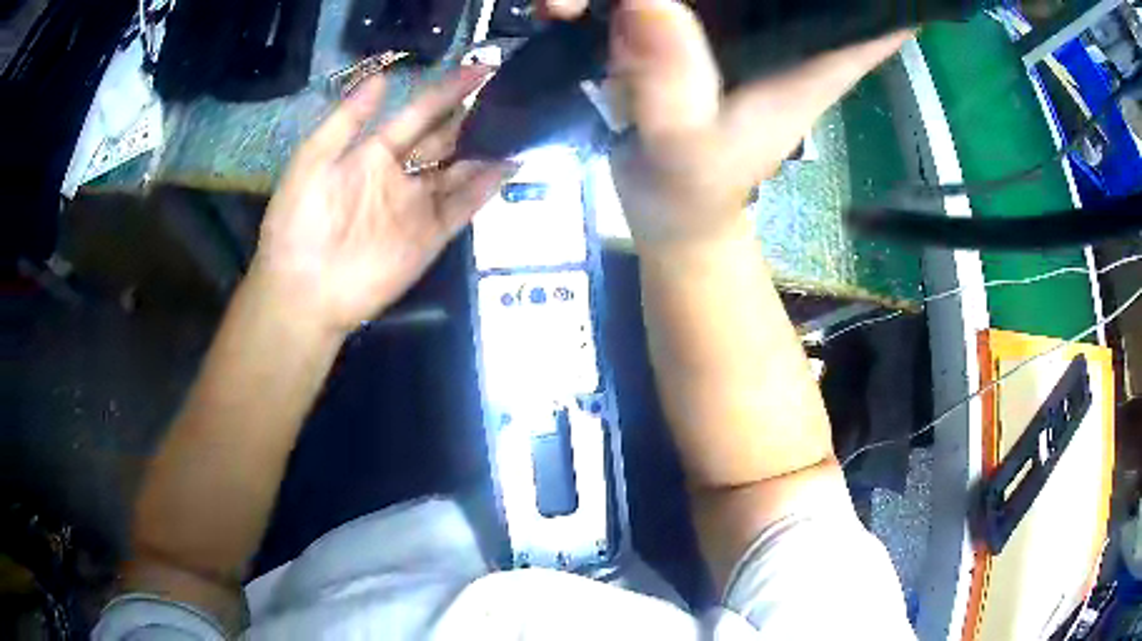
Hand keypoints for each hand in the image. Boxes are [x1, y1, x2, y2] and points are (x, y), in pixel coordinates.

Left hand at [249, 66, 514, 334]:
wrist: (303, 290)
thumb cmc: (298, 223)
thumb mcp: (312, 160)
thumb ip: (347, 120)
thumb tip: (383, 77)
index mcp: (373, 153)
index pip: (418, 115)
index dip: (446, 91)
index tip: (479, 69)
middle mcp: (400, 175)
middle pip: (444, 141)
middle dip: (472, 119)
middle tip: (506, 96)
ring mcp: (417, 207)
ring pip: (459, 172)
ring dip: (485, 151)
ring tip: (517, 127)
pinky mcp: (429, 237)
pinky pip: (462, 208)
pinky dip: (485, 189)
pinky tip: (508, 167)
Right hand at [545, 0, 908, 249]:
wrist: (666, 207)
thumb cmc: (693, 191)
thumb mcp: (685, 151)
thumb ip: (671, 84)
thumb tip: (643, 0)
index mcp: (815, 57)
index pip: (878, 13)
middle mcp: (786, 26)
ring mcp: (737, 17)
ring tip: (580, 1)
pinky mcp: (690, 19)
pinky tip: (573, 5)